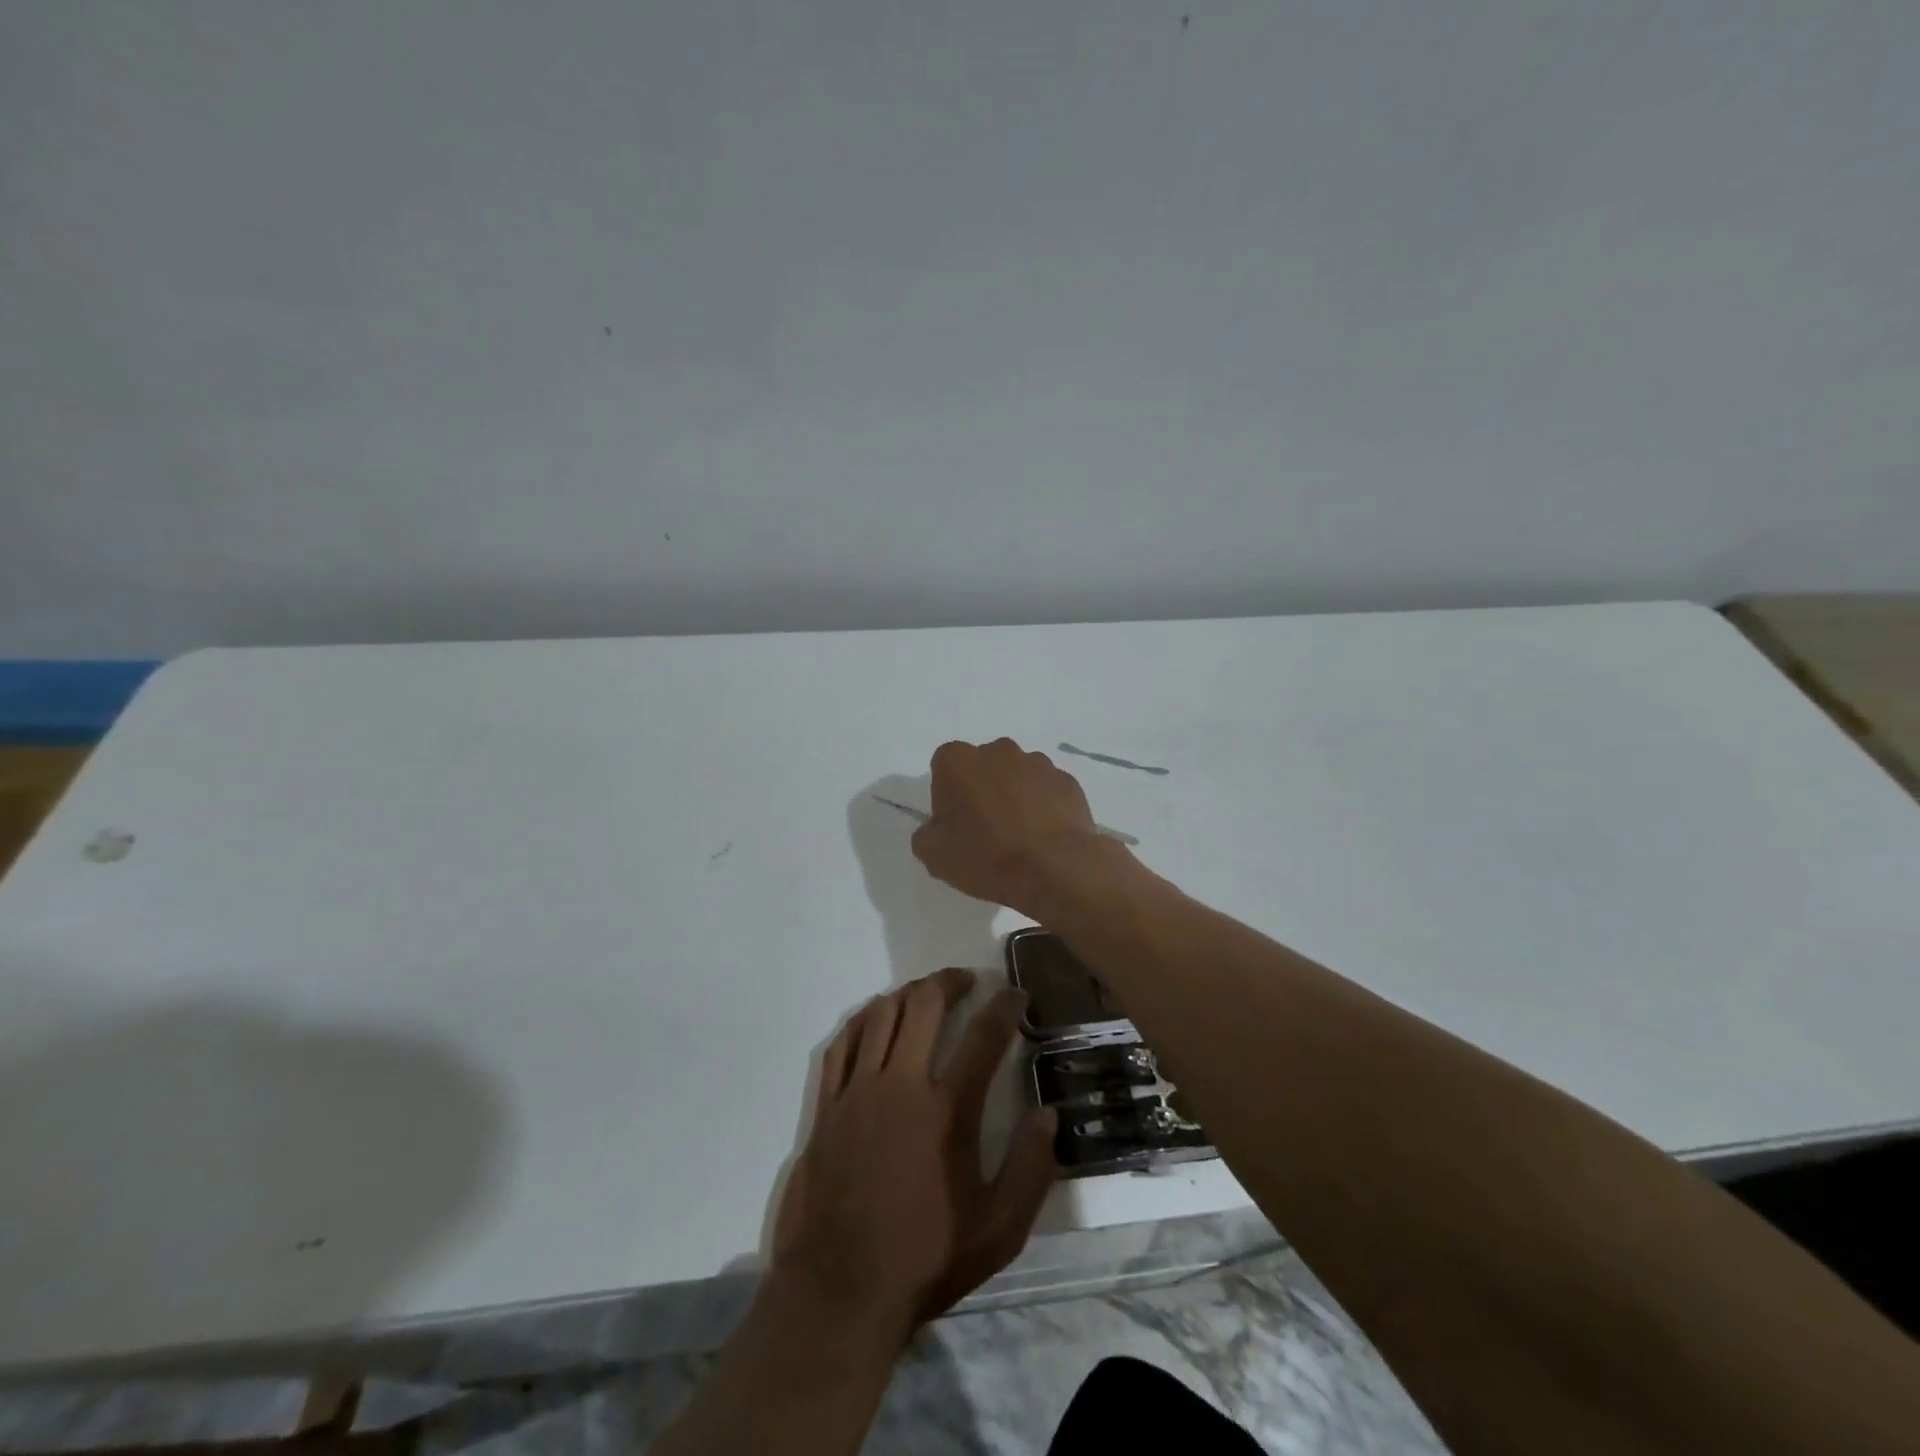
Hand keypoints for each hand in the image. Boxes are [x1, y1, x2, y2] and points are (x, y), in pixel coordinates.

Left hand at [770, 969, 1057, 1345]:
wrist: (840, 1290)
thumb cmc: (926, 1258)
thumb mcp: (998, 1230)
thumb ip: (1031, 1169)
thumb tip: (1049, 1114)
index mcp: (948, 1109)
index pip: (984, 1036)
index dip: (1005, 1007)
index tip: (1017, 995)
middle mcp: (901, 1084)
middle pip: (925, 1005)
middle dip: (951, 981)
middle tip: (968, 980)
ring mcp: (858, 1091)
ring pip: (881, 1014)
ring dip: (908, 994)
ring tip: (925, 994)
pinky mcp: (827, 1105)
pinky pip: (842, 1043)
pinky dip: (862, 1021)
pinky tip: (874, 1019)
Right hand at [911, 738, 1115, 914]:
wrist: (1055, 867)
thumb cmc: (986, 856)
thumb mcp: (935, 855)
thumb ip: (926, 834)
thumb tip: (937, 827)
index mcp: (958, 761)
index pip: (943, 767)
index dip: (946, 794)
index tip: (954, 822)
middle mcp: (998, 750)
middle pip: (982, 766)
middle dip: (981, 789)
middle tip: (985, 829)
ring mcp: (1037, 762)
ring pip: (1017, 775)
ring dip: (1014, 795)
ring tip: (1019, 835)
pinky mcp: (1067, 780)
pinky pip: (1047, 790)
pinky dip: (1043, 806)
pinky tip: (1044, 836)